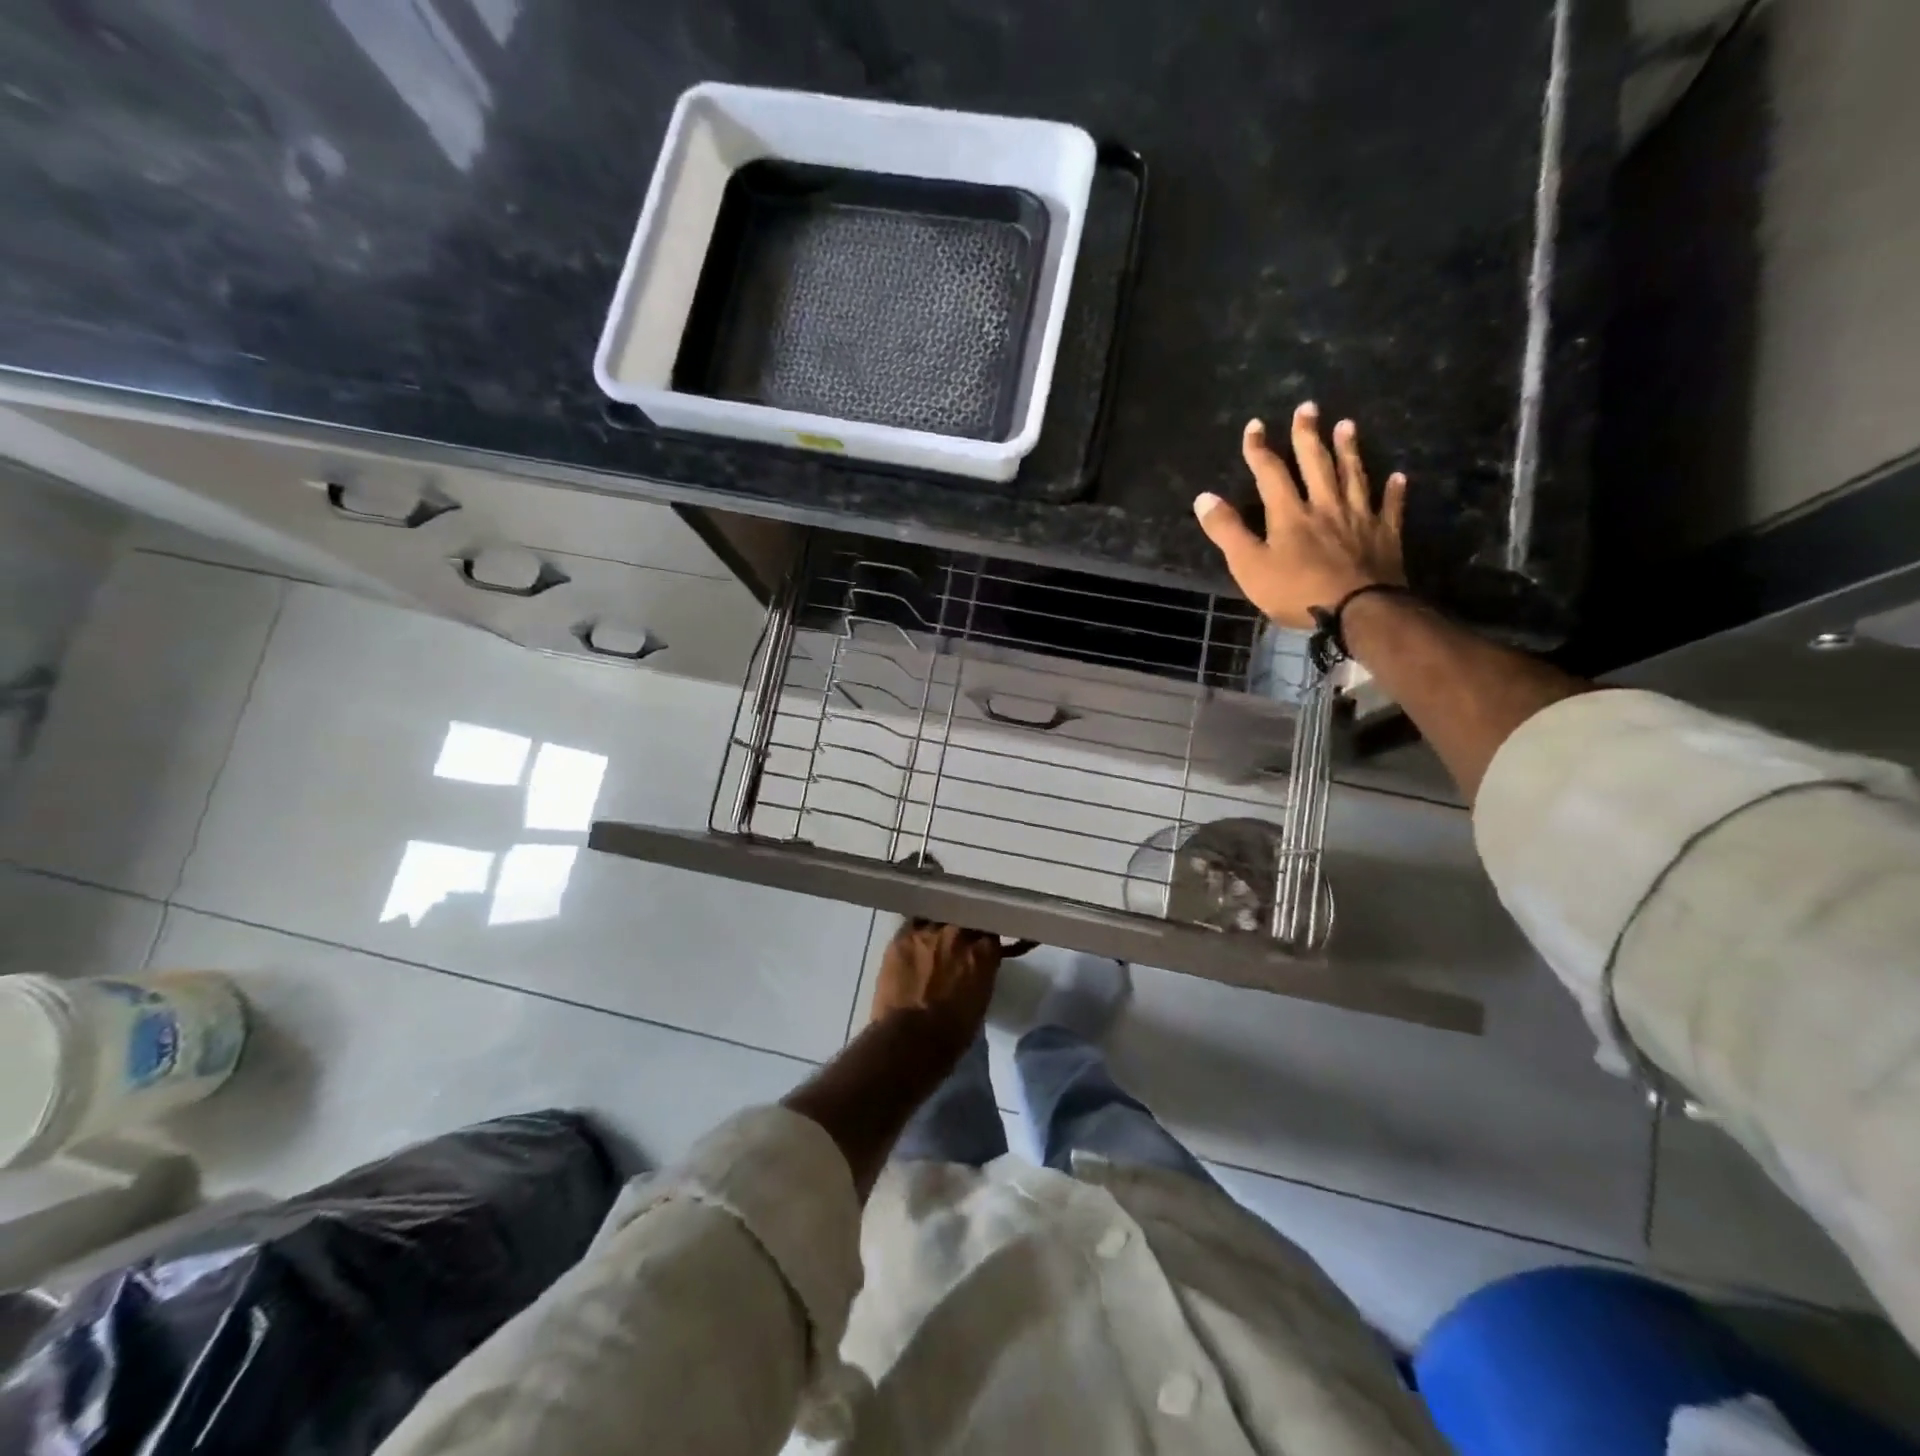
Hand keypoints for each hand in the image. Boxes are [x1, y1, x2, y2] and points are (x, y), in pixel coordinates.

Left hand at [869, 918, 1001, 1045]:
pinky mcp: (902, 936)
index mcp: (984, 952)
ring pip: (938, 918)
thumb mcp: (981, 1000)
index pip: (990, 932)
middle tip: (956, 945)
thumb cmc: (952, 1032)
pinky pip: (913, 923)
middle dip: (963, 930)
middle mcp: (959, 933)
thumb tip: (975, 966)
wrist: (910, 1038)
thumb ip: (981, 973)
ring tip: (932, 941)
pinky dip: (916, 932)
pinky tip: (913, 942)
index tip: (979, 947)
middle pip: (964, 920)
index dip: (983, 940)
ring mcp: (929, 931)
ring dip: (938, 928)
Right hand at [1193, 402, 1407, 628]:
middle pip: (1316, 464)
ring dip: (1349, 449)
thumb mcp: (1249, 565)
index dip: (1259, 449)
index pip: (1271, 473)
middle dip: (1308, 435)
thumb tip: (1204, 497)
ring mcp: (1358, 518)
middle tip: (1308, 407)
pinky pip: (1390, 507)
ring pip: (1353, 476)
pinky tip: (1397, 476)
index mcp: (1289, 513)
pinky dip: (1393, 491)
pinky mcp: (1384, 536)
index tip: (1255, 426)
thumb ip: (1227, 530)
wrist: (1357, 611)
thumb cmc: (1296, 592)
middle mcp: (1325, 506)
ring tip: (1347, 425)